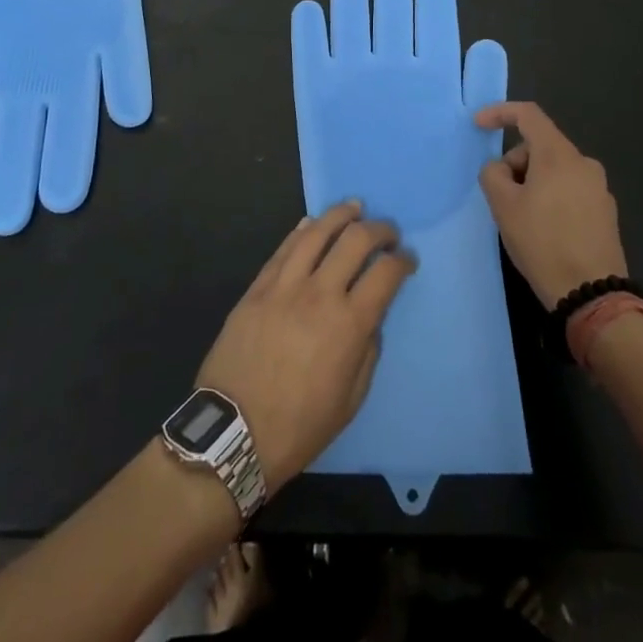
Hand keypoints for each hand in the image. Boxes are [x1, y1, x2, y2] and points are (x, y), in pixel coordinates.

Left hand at [196, 201, 415, 491]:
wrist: (234, 433)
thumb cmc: (299, 426)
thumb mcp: (351, 400)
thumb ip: (367, 351)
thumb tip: (370, 319)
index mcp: (349, 324)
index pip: (385, 274)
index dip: (402, 261)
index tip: (408, 260)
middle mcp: (320, 294)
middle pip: (356, 240)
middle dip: (379, 229)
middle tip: (388, 232)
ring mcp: (285, 286)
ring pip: (317, 232)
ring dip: (341, 215)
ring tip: (354, 208)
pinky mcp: (258, 287)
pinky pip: (284, 248)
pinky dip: (303, 230)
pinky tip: (313, 223)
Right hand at [477, 102, 628, 309]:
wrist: (592, 294)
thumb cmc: (543, 242)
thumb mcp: (503, 206)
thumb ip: (493, 174)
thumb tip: (500, 169)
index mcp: (559, 154)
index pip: (528, 114)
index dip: (499, 113)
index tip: (479, 125)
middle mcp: (584, 163)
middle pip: (540, 145)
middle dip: (515, 162)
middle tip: (501, 196)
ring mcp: (599, 187)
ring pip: (555, 169)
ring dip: (532, 182)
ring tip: (522, 218)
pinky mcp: (606, 211)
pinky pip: (570, 189)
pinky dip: (551, 197)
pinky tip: (545, 230)